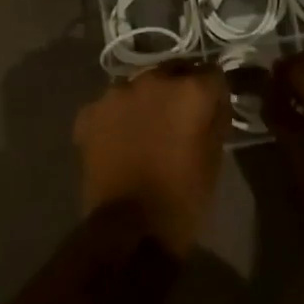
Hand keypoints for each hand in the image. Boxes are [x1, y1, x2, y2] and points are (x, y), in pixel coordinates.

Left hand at [75, 60, 230, 253]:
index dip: (212, 92)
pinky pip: (109, 107)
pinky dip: (114, 120)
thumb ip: (214, 117)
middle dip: (176, 91)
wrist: (130, 229)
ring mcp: (116, 93)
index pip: (211, 73)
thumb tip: (212, 102)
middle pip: (171, 73)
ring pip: (137, 88)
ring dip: (143, 102)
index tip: (211, 108)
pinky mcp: (90, 112)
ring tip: (143, 131)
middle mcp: (153, 79)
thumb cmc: (183, 197)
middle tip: (176, 120)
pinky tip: (117, 143)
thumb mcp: (214, 156)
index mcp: (189, 89)